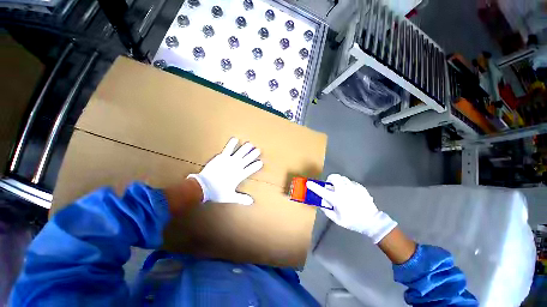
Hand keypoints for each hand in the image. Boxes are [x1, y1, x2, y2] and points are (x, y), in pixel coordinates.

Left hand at [187, 138, 262, 204]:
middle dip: (253, 154)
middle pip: (247, 159)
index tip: (261, 162)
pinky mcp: (221, 157)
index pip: (251, 169)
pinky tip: (235, 139)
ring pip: (240, 153)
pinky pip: (228, 149)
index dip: (256, 165)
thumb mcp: (230, 196)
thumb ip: (241, 198)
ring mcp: (229, 161)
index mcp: (239, 175)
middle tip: (258, 150)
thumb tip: (251, 202)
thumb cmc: (217, 192)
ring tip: (250, 144)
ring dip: (245, 148)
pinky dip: (232, 144)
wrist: (203, 186)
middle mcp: (236, 167)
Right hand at [306, 174, 396, 243]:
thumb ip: (327, 210)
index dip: (314, 186)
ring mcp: (353, 188)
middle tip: (331, 185)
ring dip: (339, 182)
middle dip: (330, 179)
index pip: (322, 191)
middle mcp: (344, 190)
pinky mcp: (360, 187)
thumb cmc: (352, 221)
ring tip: (341, 189)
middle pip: (334, 177)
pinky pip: (351, 182)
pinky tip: (351, 193)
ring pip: (343, 178)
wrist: (371, 221)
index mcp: (337, 199)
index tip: (308, 183)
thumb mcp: (337, 219)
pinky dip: (348, 186)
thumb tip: (321, 203)